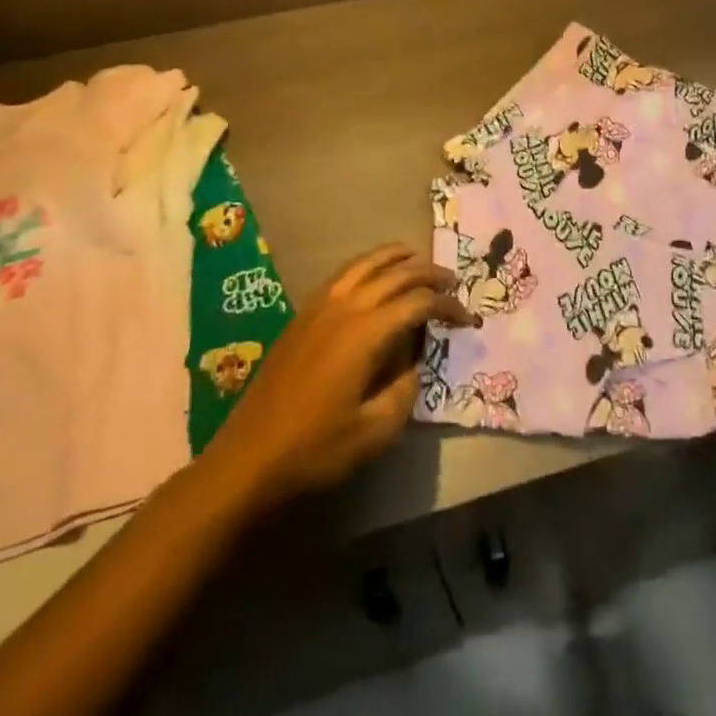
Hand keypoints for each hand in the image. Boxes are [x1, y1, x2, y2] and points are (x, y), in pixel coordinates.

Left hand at [205, 244, 469, 511]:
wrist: (248, 457)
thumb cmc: (316, 448)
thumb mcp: (375, 430)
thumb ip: (405, 389)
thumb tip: (415, 361)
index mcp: (366, 332)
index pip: (418, 303)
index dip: (448, 306)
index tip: (467, 320)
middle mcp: (345, 307)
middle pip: (396, 273)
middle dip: (429, 274)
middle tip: (452, 282)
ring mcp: (319, 306)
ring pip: (366, 263)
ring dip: (397, 258)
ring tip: (418, 261)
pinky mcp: (303, 314)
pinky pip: (343, 273)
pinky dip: (368, 265)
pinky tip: (375, 277)